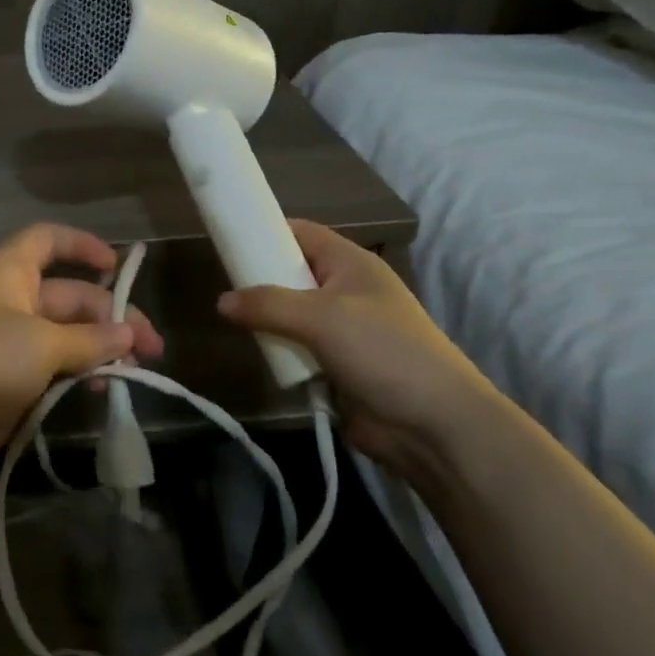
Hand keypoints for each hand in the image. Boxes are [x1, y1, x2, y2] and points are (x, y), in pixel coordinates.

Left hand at [0, 223, 163, 478]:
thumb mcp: (42, 343)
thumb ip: (90, 339)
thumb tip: (128, 334)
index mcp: (8, 271)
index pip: (47, 239)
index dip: (82, 245)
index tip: (118, 266)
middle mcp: (9, 299)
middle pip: (70, 295)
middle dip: (111, 318)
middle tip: (151, 349)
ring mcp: (9, 339)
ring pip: (66, 334)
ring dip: (100, 349)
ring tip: (132, 372)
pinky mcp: (10, 376)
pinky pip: (54, 365)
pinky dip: (80, 372)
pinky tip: (104, 389)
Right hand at [217, 220, 500, 473]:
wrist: (432, 424)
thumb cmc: (383, 352)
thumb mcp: (322, 318)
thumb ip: (268, 305)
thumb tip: (222, 302)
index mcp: (351, 264)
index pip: (302, 232)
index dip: (266, 231)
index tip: (228, 239)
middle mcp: (346, 290)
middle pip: (292, 272)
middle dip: (260, 279)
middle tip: (224, 287)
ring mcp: (343, 329)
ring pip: (291, 313)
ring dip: (267, 319)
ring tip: (233, 323)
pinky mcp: (336, 364)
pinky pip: (297, 347)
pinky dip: (279, 349)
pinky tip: (258, 353)